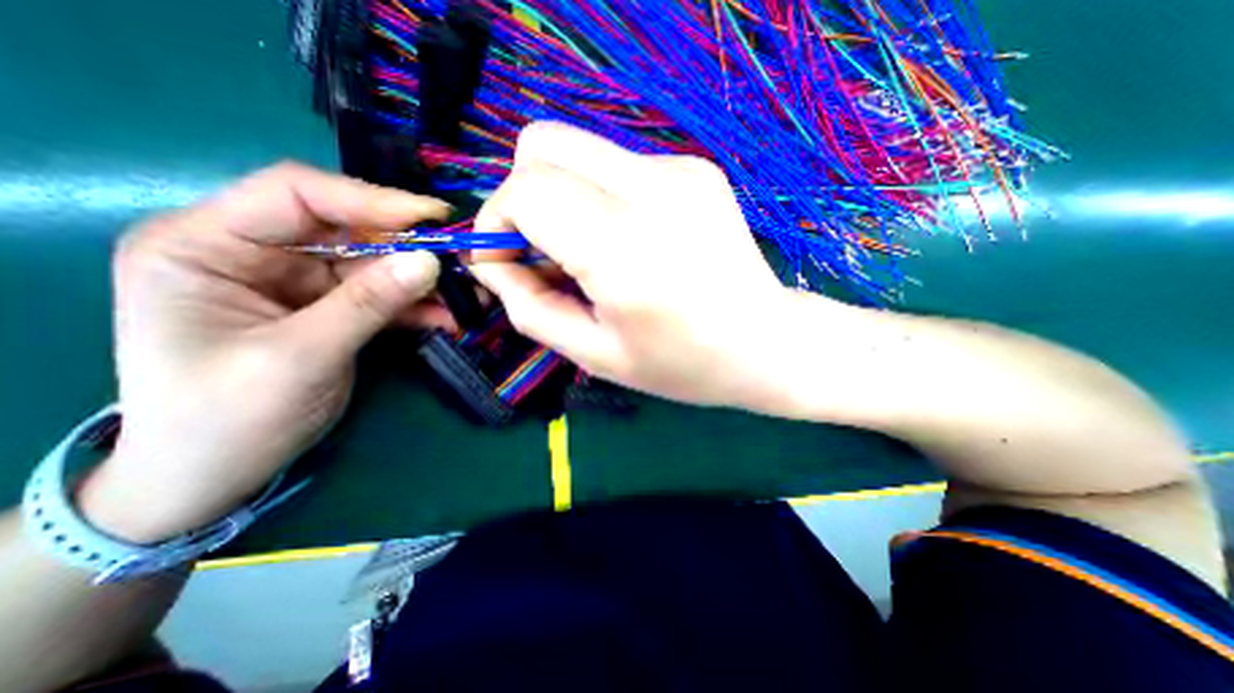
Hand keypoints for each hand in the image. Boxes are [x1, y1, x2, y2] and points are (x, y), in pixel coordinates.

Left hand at [80, 164, 450, 540]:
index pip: (296, 194)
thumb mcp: (299, 357)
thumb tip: (430, 262)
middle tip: (462, 259)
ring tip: (467, 294)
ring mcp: (297, 281)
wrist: (213, 474)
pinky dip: (416, 305)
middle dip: (408, 244)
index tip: (433, 218)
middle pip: (346, 228)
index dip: (370, 199)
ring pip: (373, 263)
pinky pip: (381, 294)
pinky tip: (447, 317)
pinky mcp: (329, 306)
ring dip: (421, 279)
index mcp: (205, 244)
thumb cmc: (225, 419)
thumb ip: (366, 304)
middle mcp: (254, 252)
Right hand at [471, 121, 817, 409]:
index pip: (527, 191)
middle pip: (543, 145)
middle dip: (522, 196)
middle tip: (541, 251)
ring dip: (560, 195)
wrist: (766, 342)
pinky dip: (598, 196)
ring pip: (577, 149)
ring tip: (585, 251)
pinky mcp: (694, 167)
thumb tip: (493, 264)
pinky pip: (616, 164)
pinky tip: (627, 239)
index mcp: (625, 250)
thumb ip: (530, 309)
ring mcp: (679, 170)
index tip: (504, 261)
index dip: (496, 221)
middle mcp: (653, 191)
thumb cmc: (682, 364)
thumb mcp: (595, 355)